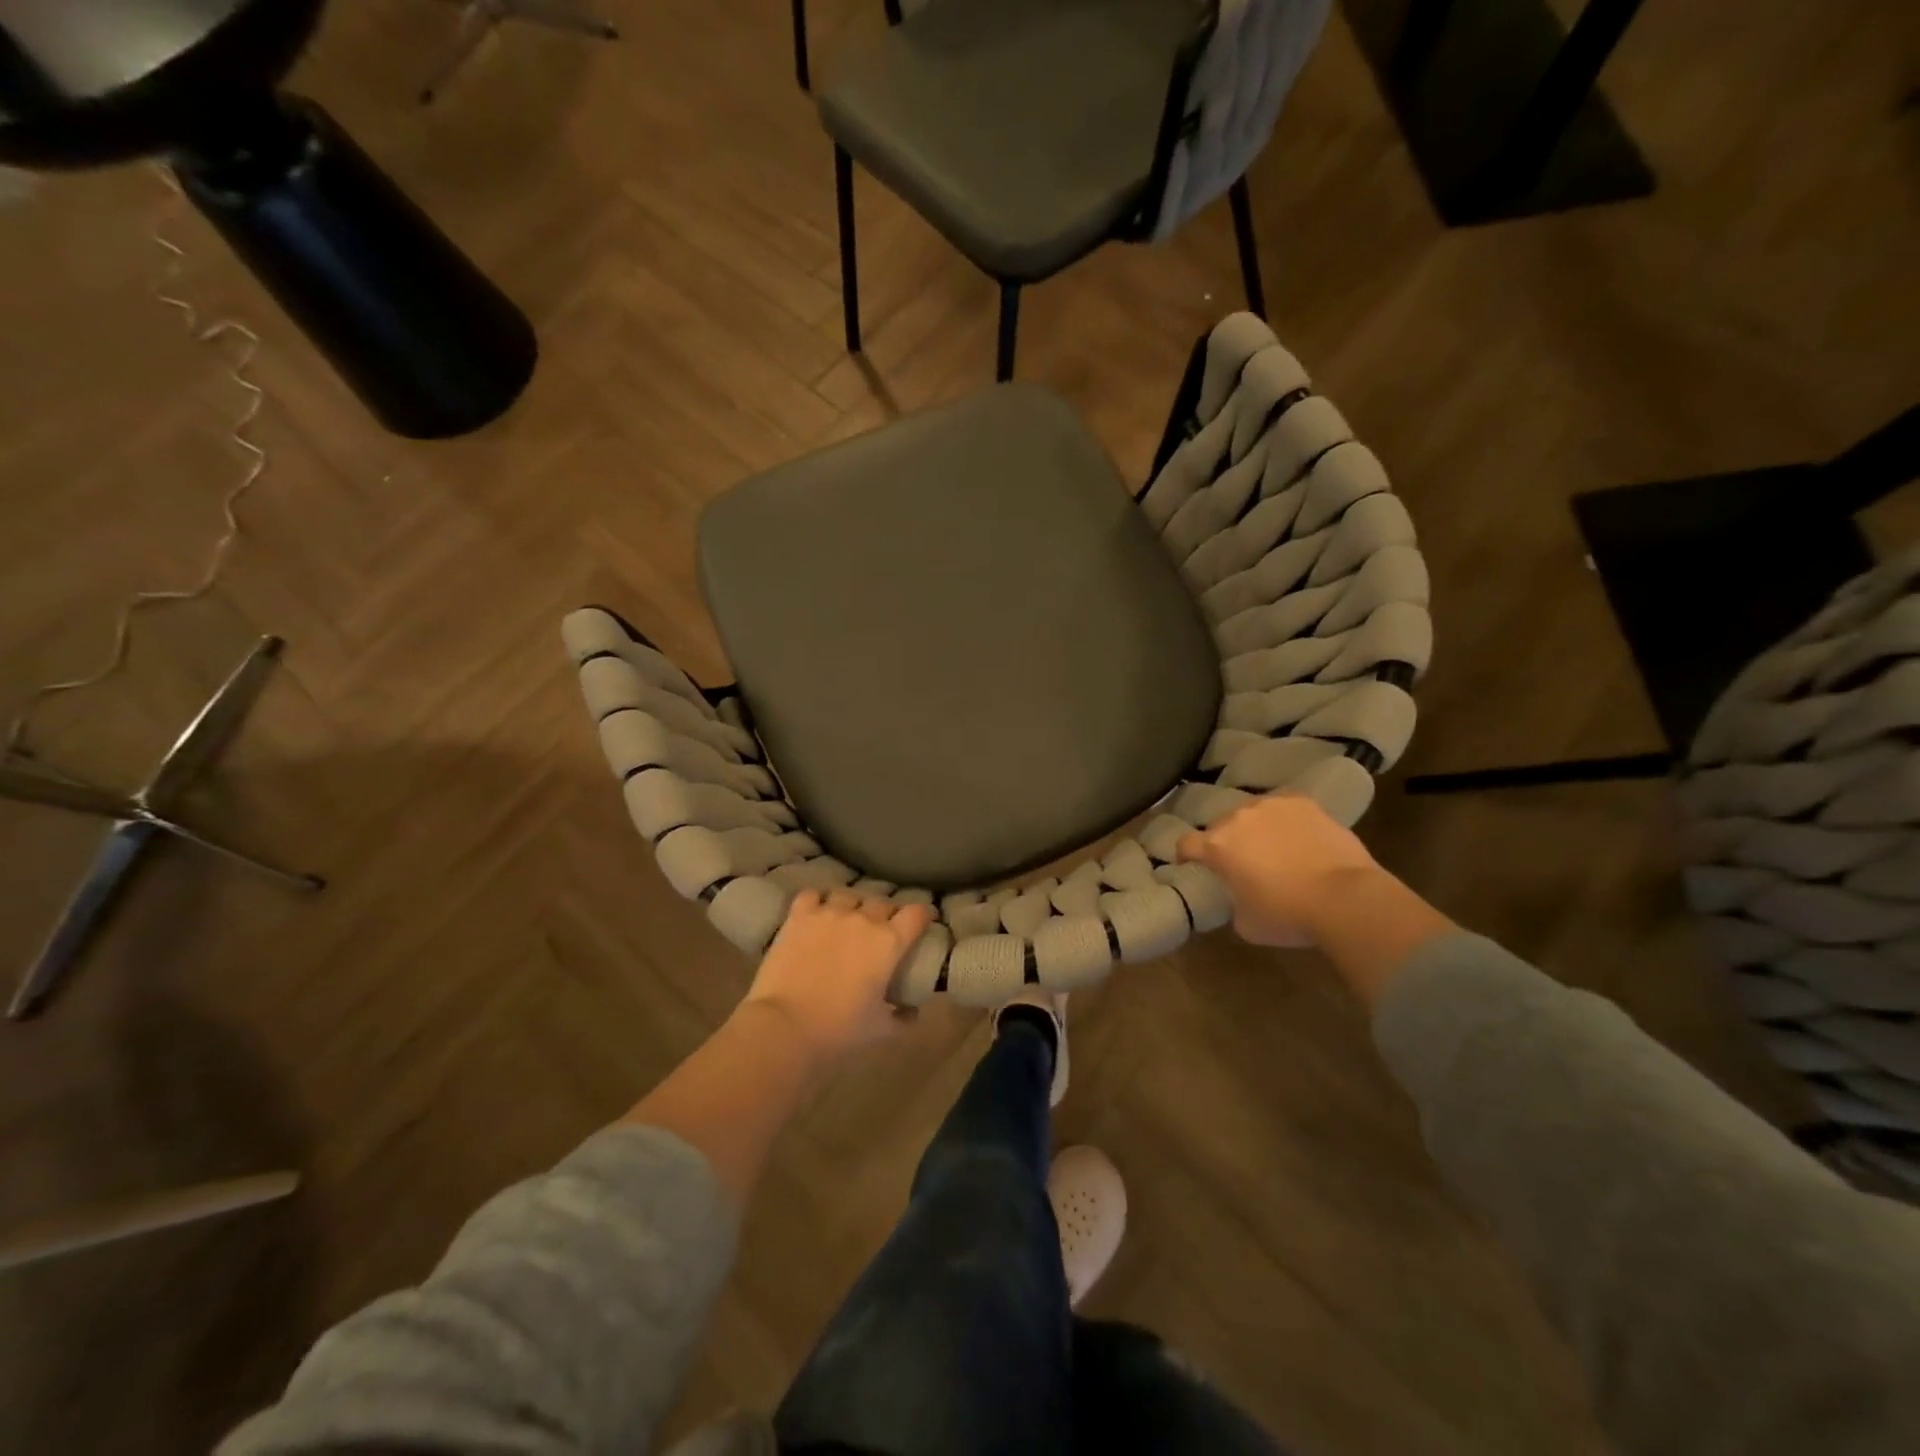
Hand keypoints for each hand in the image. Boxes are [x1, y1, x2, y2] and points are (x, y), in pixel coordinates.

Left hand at [738, 890, 934, 1065]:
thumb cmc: (839, 1029)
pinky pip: (814, 895)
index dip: (922, 915)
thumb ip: (903, 1018)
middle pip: (883, 902)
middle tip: (882, 930)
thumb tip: (913, 1011)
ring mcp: (829, 912)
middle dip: (887, 913)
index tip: (922, 923)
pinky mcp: (800, 915)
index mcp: (889, 942)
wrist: (785, 1027)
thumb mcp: (881, 1030)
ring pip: (849, 895)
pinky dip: (818, 901)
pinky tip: (817, 913)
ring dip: (853, 905)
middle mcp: (863, 918)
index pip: (916, 913)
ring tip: (848, 919)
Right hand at [1176, 793, 1381, 947]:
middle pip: (1220, 826)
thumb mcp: (1245, 923)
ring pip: (1252, 813)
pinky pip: (1283, 808)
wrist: (1345, 898)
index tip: (1193, 866)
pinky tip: (1298, 837)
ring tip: (1273, 847)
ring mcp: (1272, 805)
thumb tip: (1237, 894)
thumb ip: (1232, 901)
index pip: (1186, 844)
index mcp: (1217, 846)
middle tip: (1241, 862)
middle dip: (1226, 842)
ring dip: (1254, 828)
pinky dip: (1284, 821)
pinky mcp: (1303, 802)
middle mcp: (1238, 817)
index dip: (1186, 856)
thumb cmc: (1288, 915)